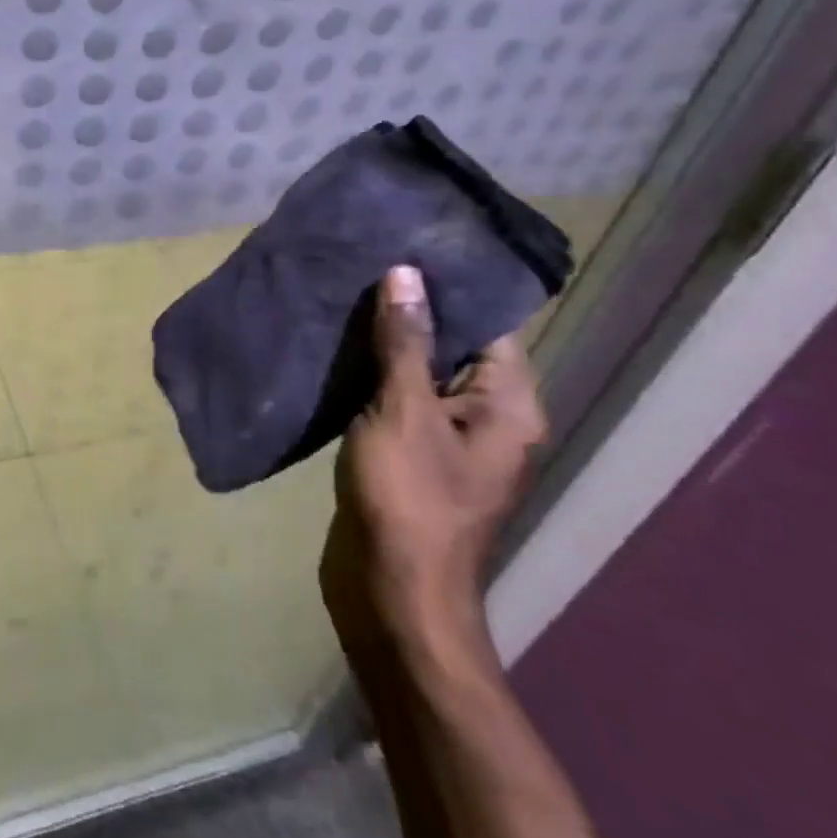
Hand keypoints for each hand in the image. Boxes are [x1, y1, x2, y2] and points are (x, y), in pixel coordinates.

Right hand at [320, 266, 545, 660]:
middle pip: (450, 345)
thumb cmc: (409, 499)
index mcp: (506, 405)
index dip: (448, 285)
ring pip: (417, 372)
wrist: (392, 594)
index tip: (401, 243)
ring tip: (337, 294)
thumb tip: (407, 273)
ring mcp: (446, 438)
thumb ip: (404, 341)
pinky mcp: (409, 454)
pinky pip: (394, 399)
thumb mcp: (404, 411)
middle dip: (406, 309)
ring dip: (381, 342)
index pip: (486, 324)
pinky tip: (330, 348)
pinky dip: (368, 375)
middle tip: (358, 262)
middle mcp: (486, 417)